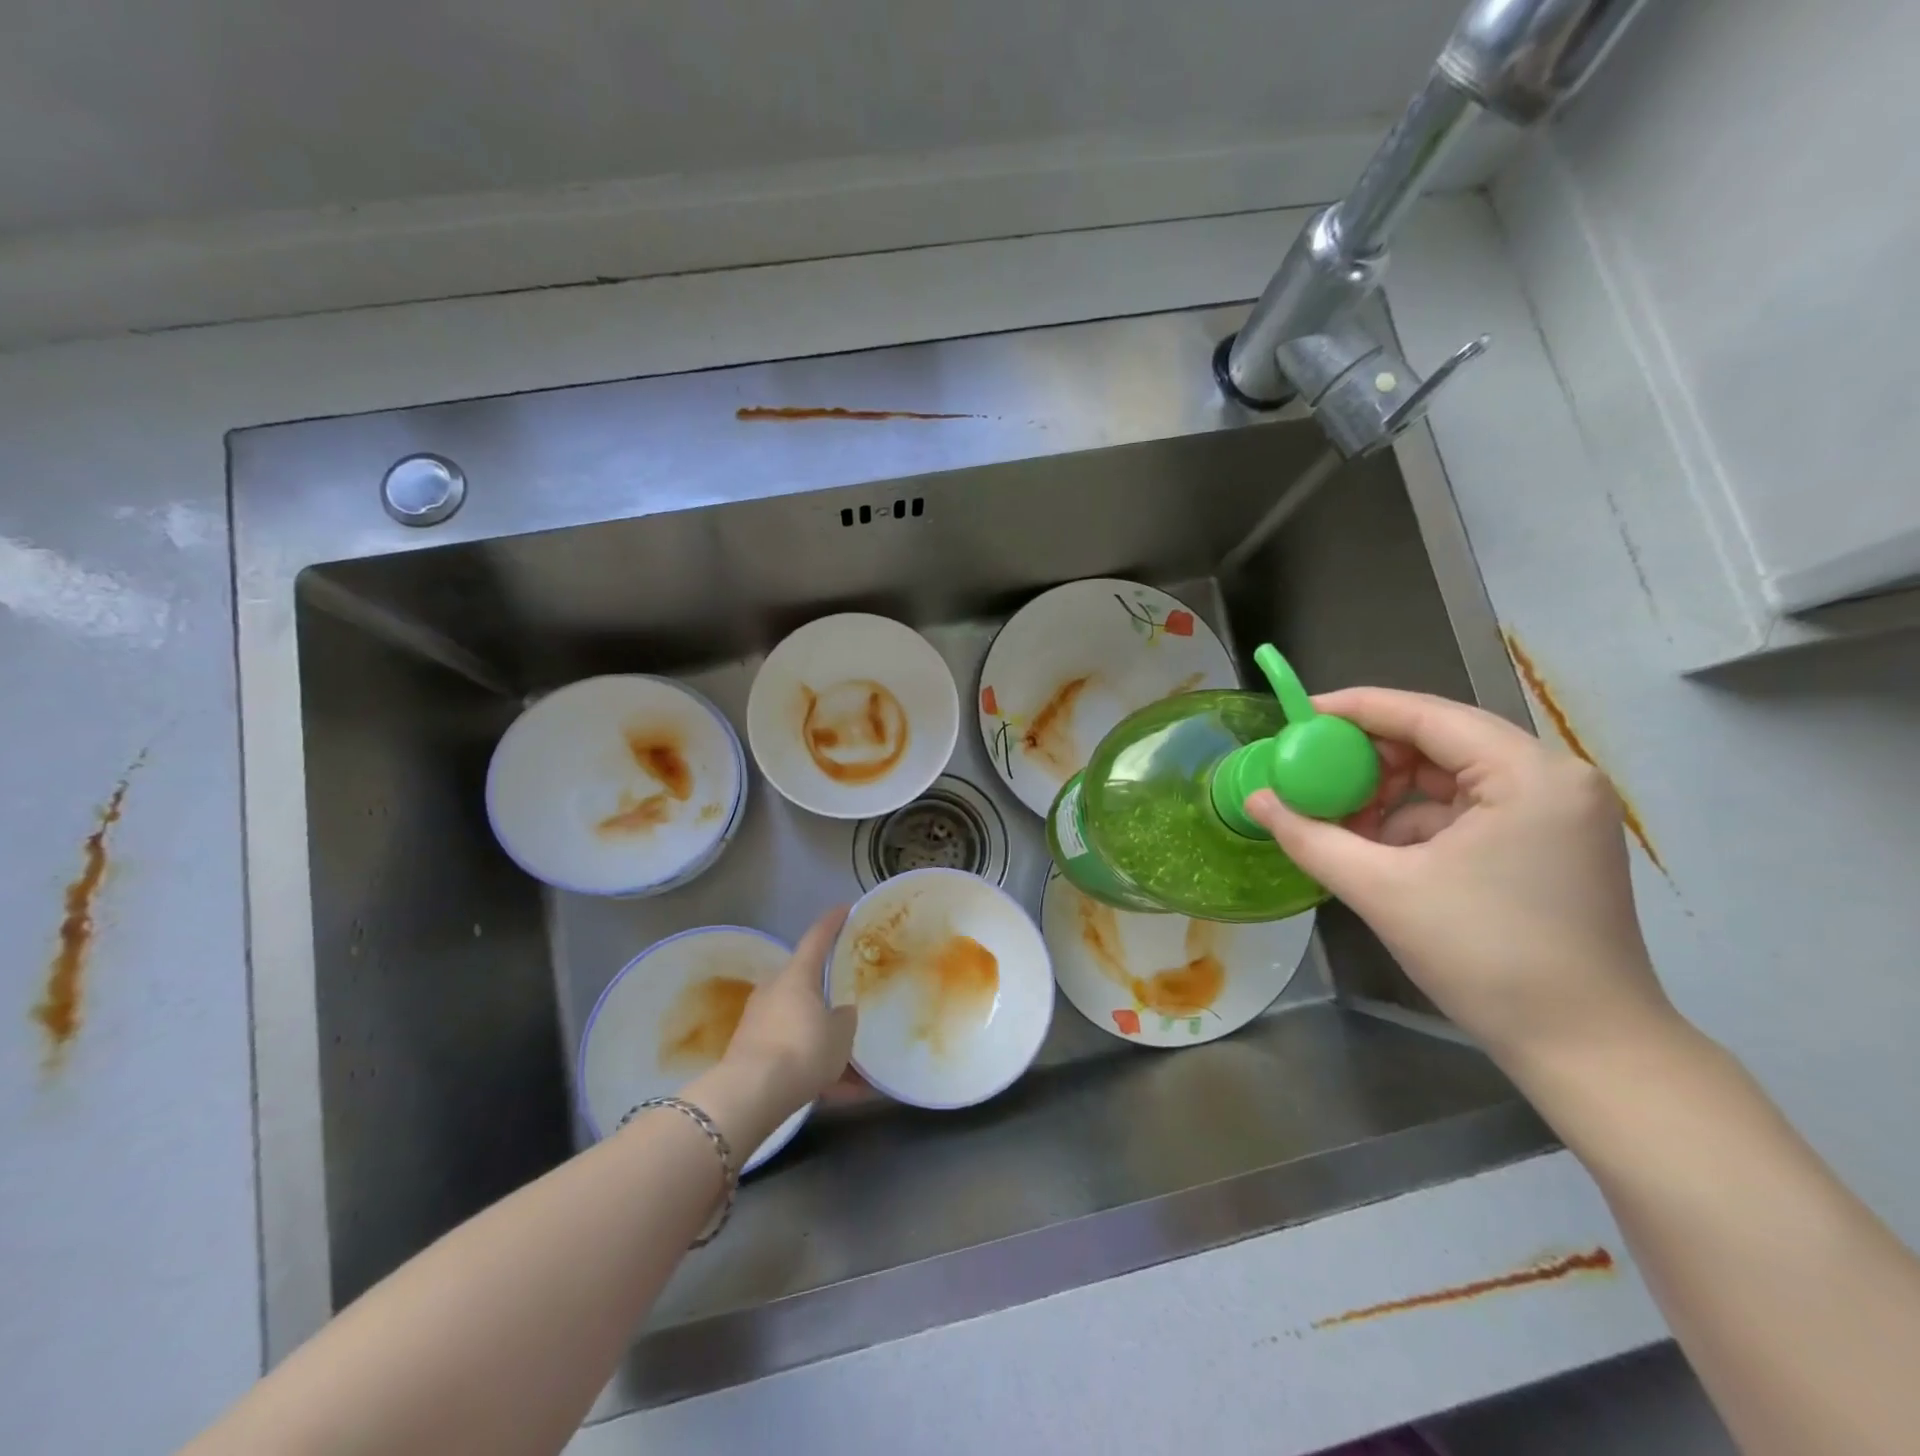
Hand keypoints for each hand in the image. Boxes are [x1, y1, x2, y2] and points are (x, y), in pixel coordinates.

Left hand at [717, 907, 856, 1122]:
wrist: (751, 1095)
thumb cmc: (802, 1049)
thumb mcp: (840, 1034)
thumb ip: (845, 1018)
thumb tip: (841, 1012)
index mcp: (797, 976)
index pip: (817, 938)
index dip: (833, 922)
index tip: (844, 908)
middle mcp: (774, 991)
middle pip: (805, 984)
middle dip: (827, 994)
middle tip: (850, 999)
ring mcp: (759, 1022)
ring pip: (800, 1024)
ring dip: (824, 1041)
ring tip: (855, 1070)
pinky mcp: (751, 1054)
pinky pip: (792, 1054)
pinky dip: (814, 1069)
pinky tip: (841, 1094)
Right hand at [1243, 688, 1674, 1069]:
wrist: (1587, 1050)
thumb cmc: (1486, 958)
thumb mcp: (1382, 890)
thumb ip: (1309, 836)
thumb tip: (1255, 799)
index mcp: (1529, 775)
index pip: (1427, 715)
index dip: (1355, 709)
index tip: (1297, 716)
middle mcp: (1554, 777)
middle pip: (1441, 740)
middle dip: (1371, 758)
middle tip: (1314, 775)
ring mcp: (1558, 811)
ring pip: (1452, 776)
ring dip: (1391, 792)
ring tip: (1341, 820)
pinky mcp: (1551, 842)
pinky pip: (1469, 808)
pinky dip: (1419, 820)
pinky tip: (1381, 849)